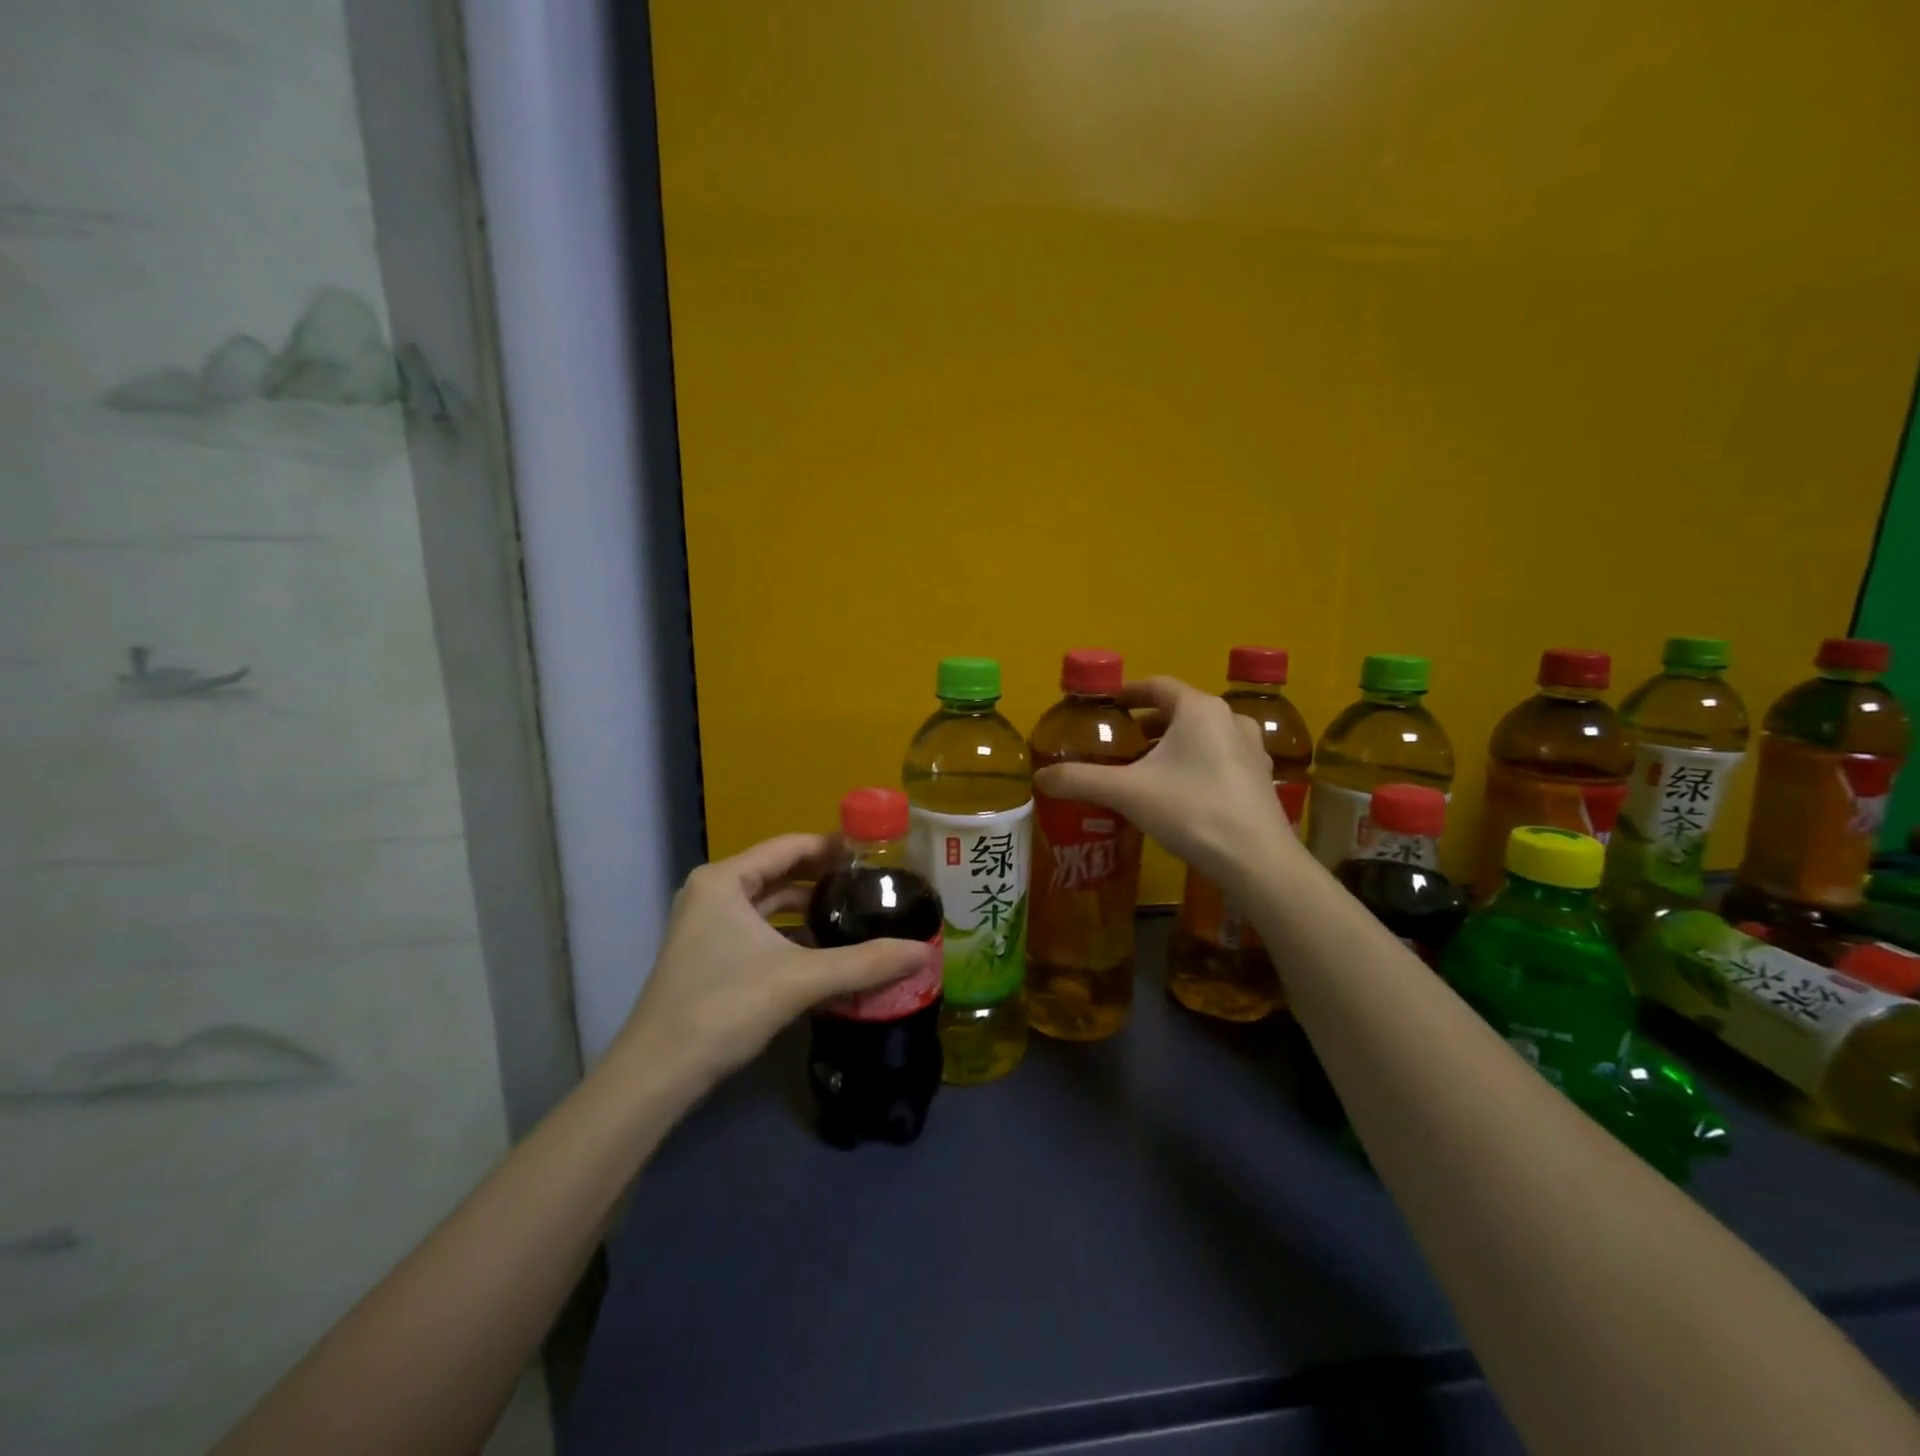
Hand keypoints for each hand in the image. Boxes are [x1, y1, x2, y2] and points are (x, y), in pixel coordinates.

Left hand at [611, 834, 928, 1096]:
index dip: (835, 846)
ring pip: (769, 904)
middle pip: (780, 872)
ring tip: (857, 914)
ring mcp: (706, 925)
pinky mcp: (708, 955)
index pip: (791, 846)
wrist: (656, 1074)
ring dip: (809, 909)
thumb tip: (925, 953)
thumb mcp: (800, 980)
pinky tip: (825, 950)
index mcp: (725, 880)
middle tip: (874, 883)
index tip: (877, 852)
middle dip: (826, 878)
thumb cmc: (724, 1007)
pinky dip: (791, 934)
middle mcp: (712, 892)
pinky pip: (759, 930)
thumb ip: (865, 963)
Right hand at [1033, 676, 1299, 889]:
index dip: (1127, 692)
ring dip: (1172, 744)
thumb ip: (1080, 780)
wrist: (1256, 861)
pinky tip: (1179, 792)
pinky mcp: (1260, 779)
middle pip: (1180, 710)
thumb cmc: (1191, 811)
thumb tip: (1040, 777)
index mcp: (1199, 709)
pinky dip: (1195, 764)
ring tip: (1144, 768)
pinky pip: (1220, 759)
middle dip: (1147, 724)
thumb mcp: (1126, 793)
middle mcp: (1230, 719)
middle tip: (1118, 743)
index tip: (1106, 706)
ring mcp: (1251, 749)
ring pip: (1202, 736)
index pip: (1157, 685)